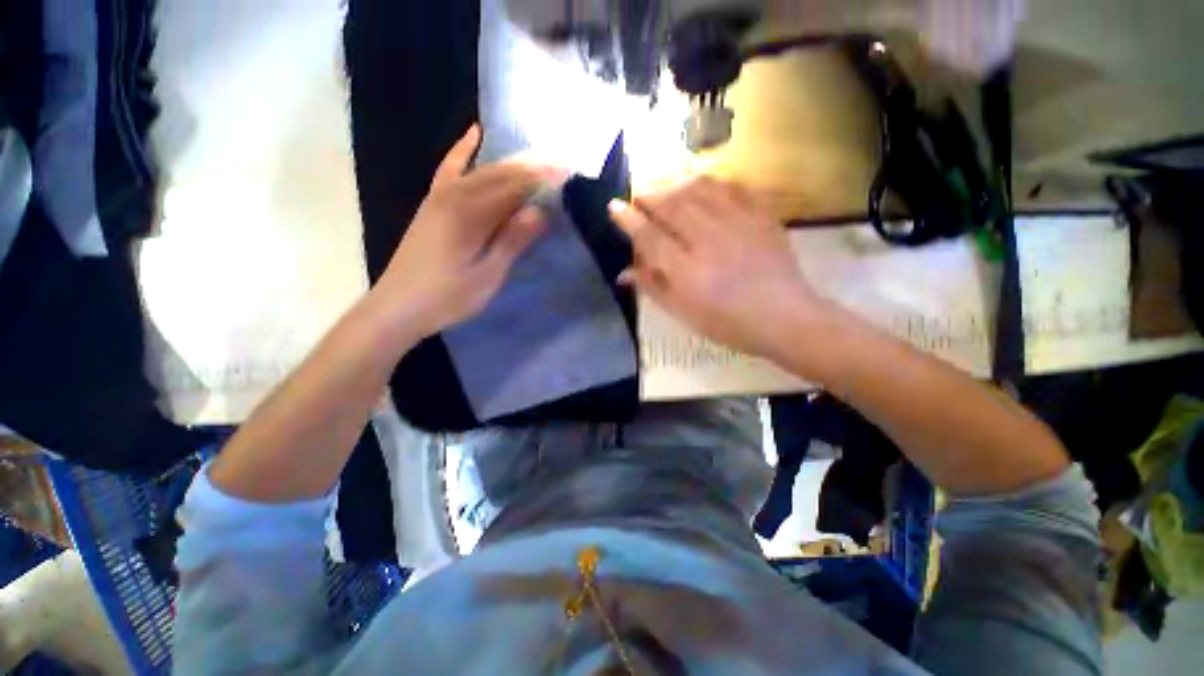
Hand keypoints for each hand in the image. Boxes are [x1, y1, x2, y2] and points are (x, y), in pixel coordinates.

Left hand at [374, 125, 561, 338]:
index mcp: (470, 215)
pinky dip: (462, 150)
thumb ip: (512, 241)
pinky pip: (450, 169)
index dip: (541, 179)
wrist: (399, 306)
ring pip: (481, 171)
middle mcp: (454, 196)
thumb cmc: (448, 297)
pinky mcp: (432, 203)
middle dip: (531, 168)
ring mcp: (439, 196)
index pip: (514, 188)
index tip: (567, 172)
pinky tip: (473, 134)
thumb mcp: (487, 275)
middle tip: (559, 165)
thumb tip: (540, 211)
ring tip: (536, 162)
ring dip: (510, 165)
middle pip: (499, 175)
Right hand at [608, 176, 828, 358]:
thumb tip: (623, 272)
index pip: (650, 236)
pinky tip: (704, 188)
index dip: (629, 220)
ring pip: (699, 190)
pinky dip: (712, 184)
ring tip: (667, 189)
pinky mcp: (761, 216)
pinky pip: (732, 188)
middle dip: (650, 197)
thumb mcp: (683, 313)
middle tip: (639, 196)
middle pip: (672, 206)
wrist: (783, 317)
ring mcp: (738, 224)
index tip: (614, 207)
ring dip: (677, 185)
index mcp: (687, 270)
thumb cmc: (727, 323)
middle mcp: (708, 240)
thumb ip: (653, 288)